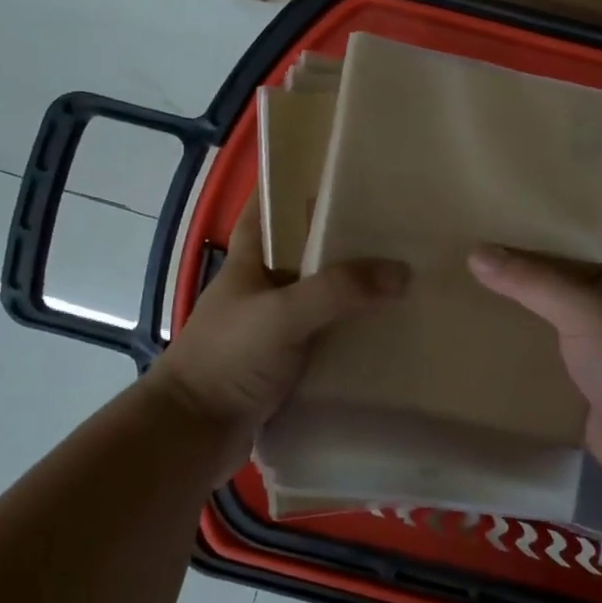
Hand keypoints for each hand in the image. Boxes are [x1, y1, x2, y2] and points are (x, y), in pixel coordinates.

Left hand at [148, 194, 407, 436]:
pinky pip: (327, 336)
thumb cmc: (228, 358)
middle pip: (306, 250)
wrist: (195, 432)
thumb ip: (338, 290)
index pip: (269, 206)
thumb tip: (401, 272)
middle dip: (344, 237)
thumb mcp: (282, 314)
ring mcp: (274, 326)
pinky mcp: (287, 362)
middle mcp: (262, 287)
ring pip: (321, 296)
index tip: (340, 169)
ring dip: (354, 289)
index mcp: (250, 260)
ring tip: (407, 274)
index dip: (296, 183)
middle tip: (398, 225)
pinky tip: (389, 330)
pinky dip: (352, 331)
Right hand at [468, 221, 601, 495]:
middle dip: (530, 258)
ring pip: (549, 316)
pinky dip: (515, 350)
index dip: (575, 210)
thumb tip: (476, 254)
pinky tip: (479, 339)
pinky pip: (540, 358)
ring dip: (518, 306)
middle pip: (566, 273)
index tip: (532, 194)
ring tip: (467, 283)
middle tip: (479, 237)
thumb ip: (530, 280)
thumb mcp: (582, 306)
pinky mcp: (577, 382)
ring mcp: (593, 345)